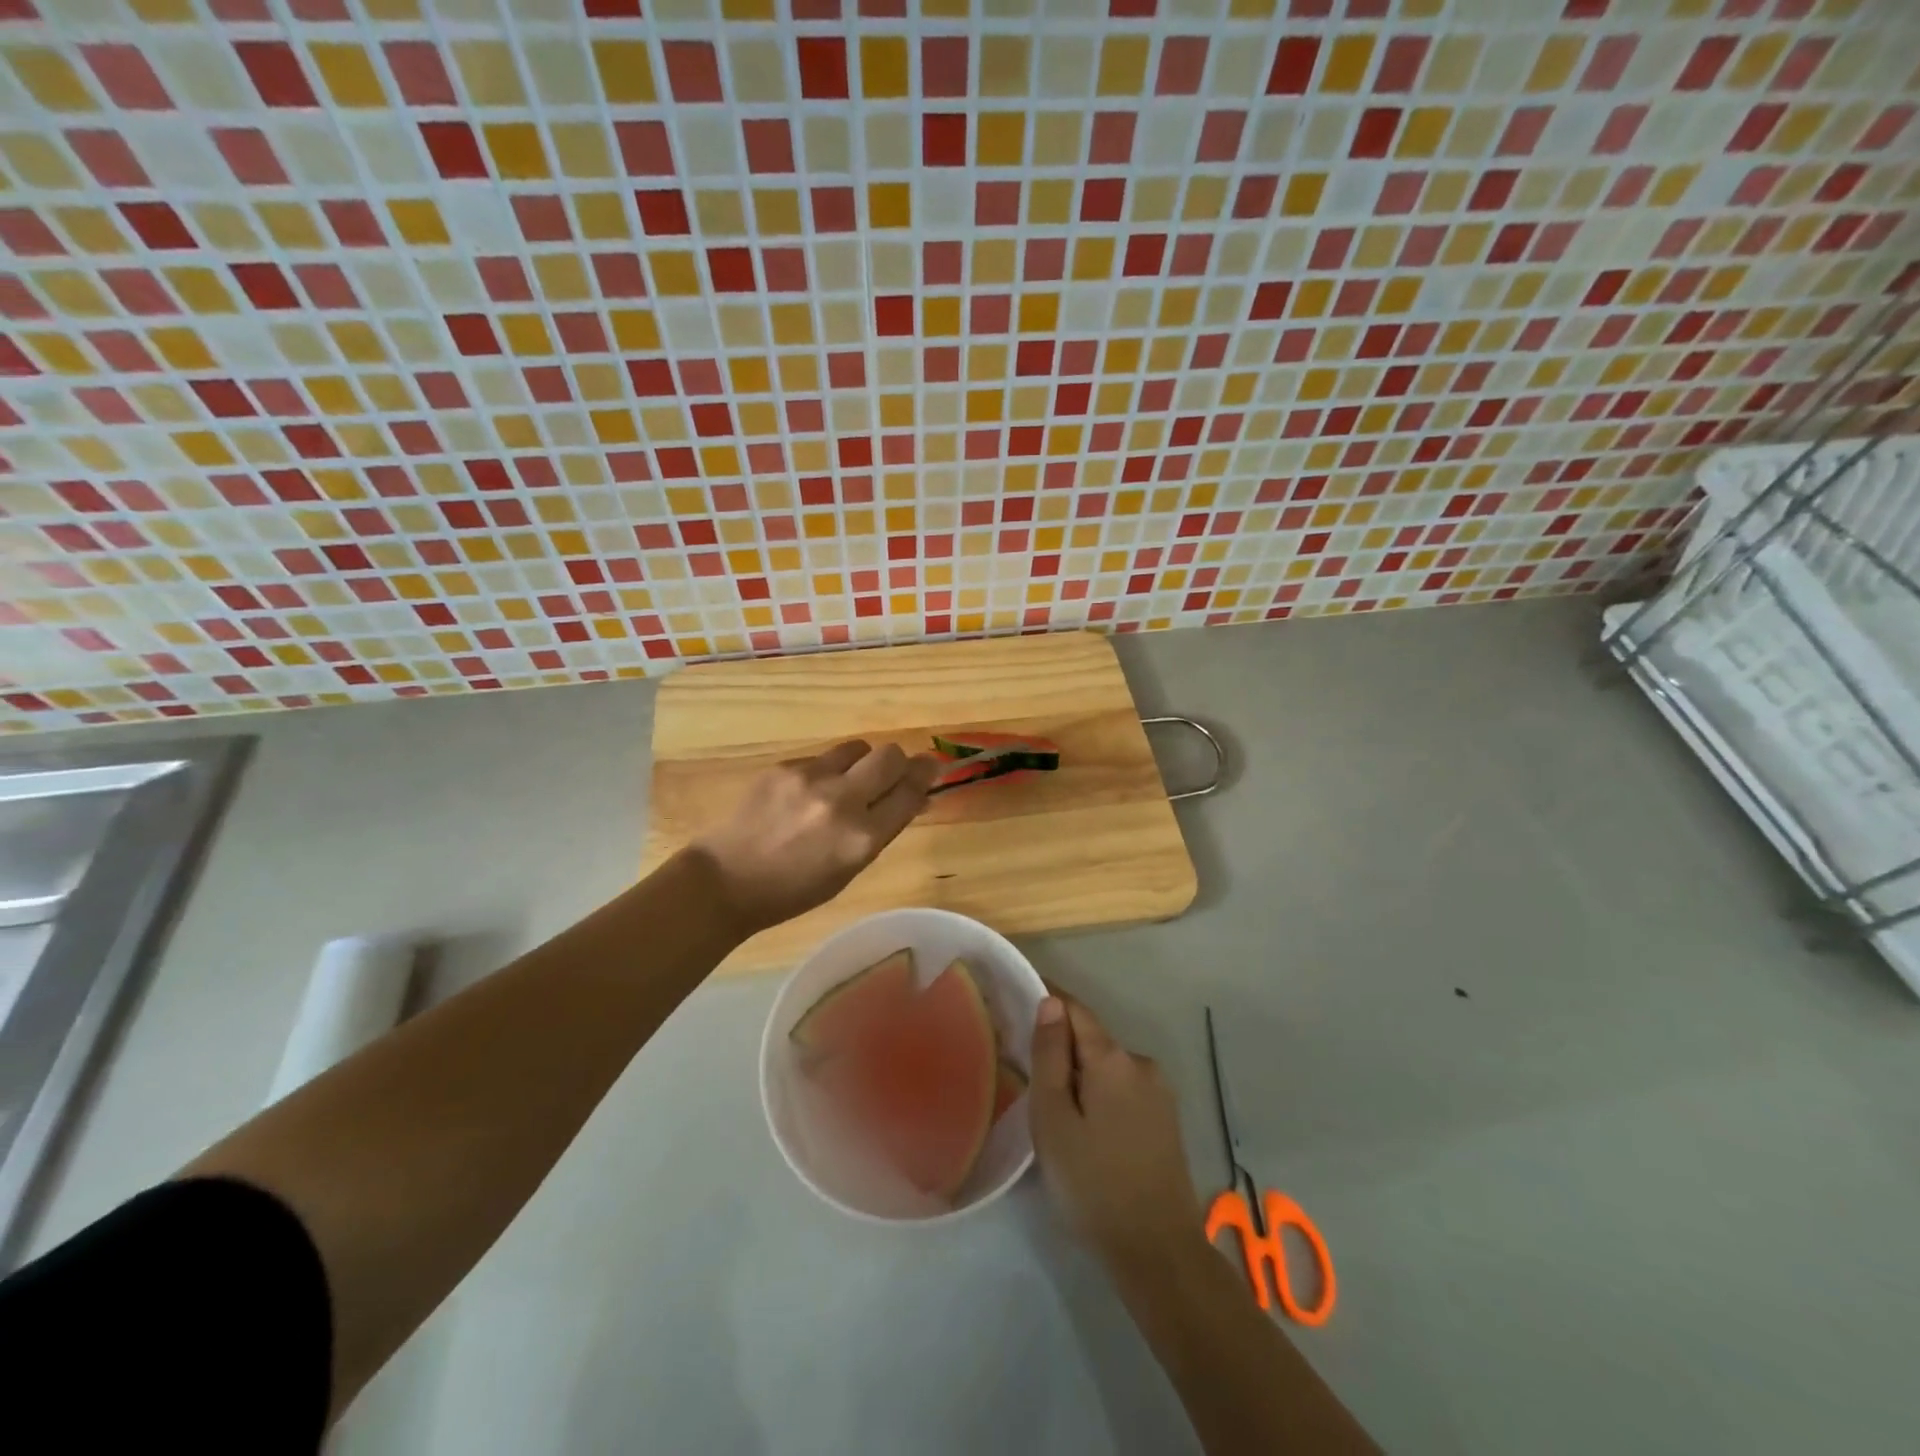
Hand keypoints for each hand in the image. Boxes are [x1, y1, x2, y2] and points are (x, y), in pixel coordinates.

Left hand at [691, 739, 938, 933]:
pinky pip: (822, 758)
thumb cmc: (793, 891)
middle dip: (898, 762)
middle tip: (892, 773)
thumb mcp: (848, 870)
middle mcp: (842, 802)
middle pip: (890, 755)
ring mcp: (810, 779)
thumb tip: (913, 798)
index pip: (909, 791)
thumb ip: (881, 831)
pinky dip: (825, 772)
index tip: (930, 768)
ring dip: (862, 762)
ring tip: (846, 782)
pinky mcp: (785, 767)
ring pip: (857, 748)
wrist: (726, 881)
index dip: (924, 776)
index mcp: (862, 839)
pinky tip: (806, 795)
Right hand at [1031, 993, 1205, 1272]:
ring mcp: (1159, 1092)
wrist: (1158, 1251)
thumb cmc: (1093, 1183)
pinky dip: (1101, 1093)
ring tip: (1055, 1110)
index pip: (1075, 1009)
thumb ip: (1050, 1056)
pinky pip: (1124, 1088)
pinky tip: (1088, 1128)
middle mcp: (1141, 1063)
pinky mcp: (1166, 1118)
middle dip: (1061, 1046)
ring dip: (1081, 1074)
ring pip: (1108, 1066)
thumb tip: (1050, 1003)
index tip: (1019, 998)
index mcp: (1112, 1058)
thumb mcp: (1054, 1119)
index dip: (1048, 999)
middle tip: (1027, 1072)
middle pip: (1092, 1038)